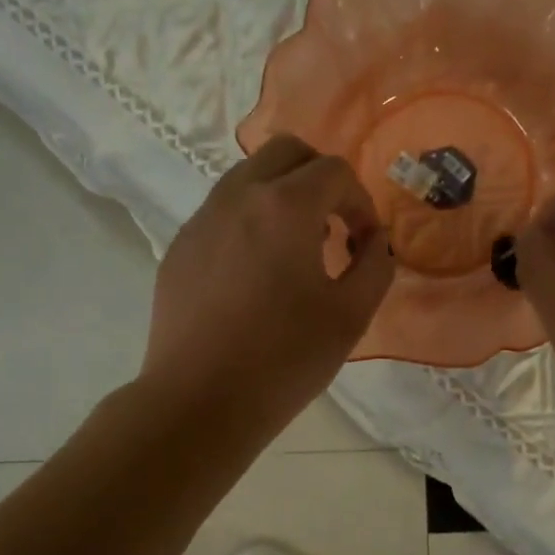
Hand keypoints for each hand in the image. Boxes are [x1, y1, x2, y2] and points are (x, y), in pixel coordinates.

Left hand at [140, 135, 394, 441]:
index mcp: (284, 206)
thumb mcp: (350, 316)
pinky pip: (220, 213)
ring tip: (294, 251)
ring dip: (281, 196)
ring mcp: (200, 221)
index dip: (360, 203)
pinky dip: (248, 222)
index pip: (334, 171)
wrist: (199, 402)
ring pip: (247, 177)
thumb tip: (373, 240)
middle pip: (285, 152)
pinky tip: (254, 276)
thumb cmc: (283, 360)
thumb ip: (375, 265)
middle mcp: (237, 197)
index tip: (362, 244)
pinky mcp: (179, 248)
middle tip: (333, 226)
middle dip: (319, 178)